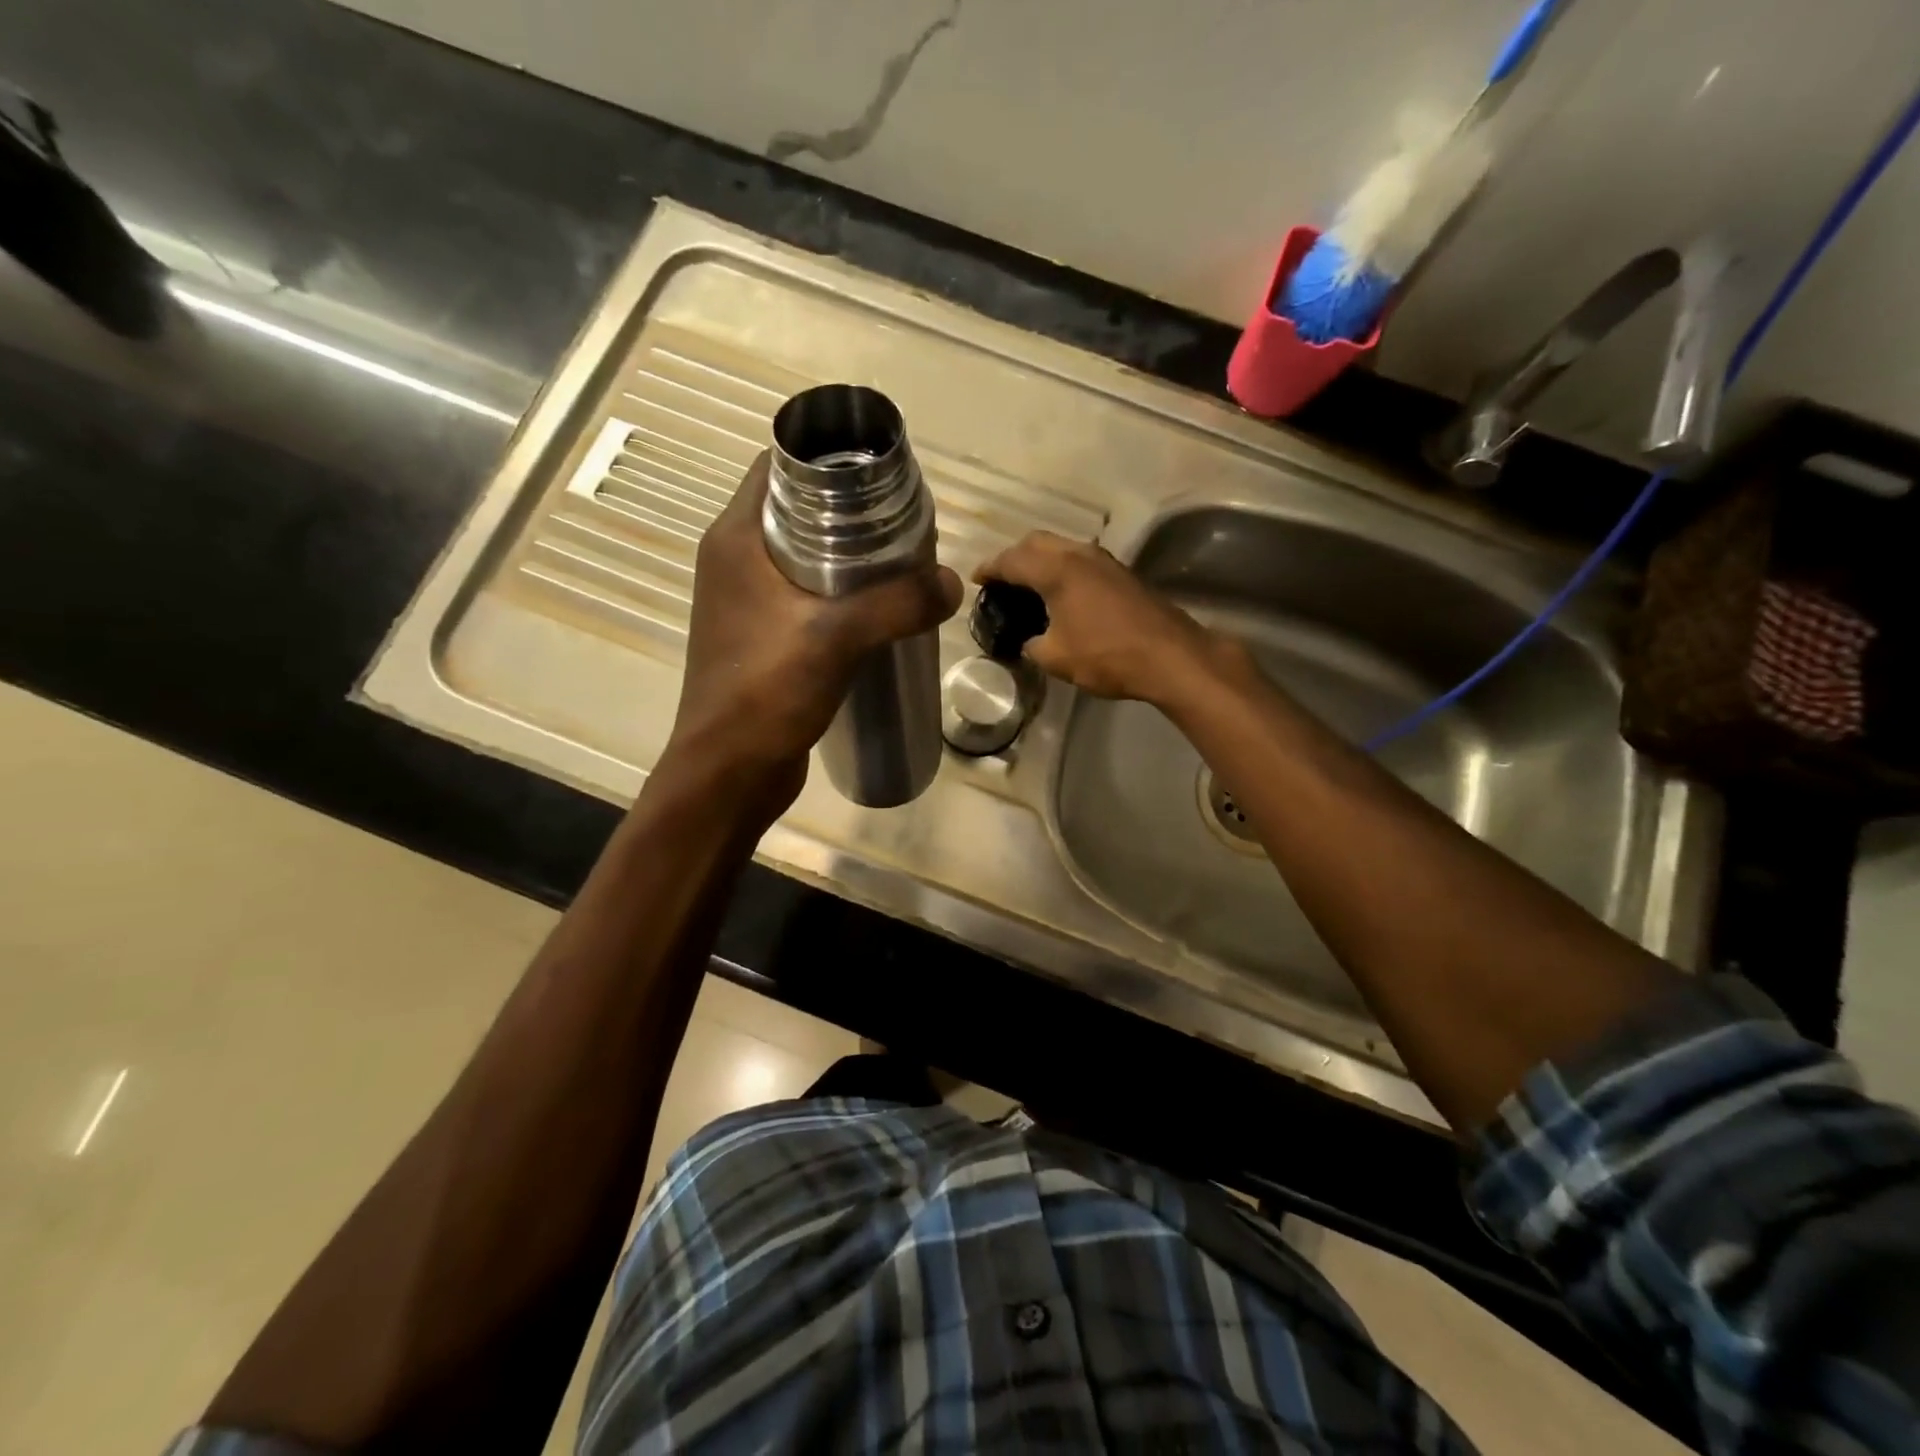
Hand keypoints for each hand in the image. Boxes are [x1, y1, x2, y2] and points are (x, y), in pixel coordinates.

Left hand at [665, 453, 962, 807]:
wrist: (729, 771)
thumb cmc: (767, 692)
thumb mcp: (837, 637)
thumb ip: (898, 603)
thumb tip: (952, 583)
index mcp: (736, 540)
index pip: (778, 468)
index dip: (828, 458)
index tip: (881, 472)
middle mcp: (735, 562)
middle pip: (797, 511)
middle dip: (850, 509)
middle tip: (904, 521)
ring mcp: (747, 603)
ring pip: (804, 557)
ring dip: (848, 556)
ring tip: (901, 563)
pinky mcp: (763, 638)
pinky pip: (806, 597)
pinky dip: (840, 594)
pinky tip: (879, 611)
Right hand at [975, 531, 1240, 706]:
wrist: (1171, 656)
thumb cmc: (1106, 655)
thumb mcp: (1055, 658)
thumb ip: (1032, 645)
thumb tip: (1029, 642)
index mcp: (1057, 570)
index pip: (1012, 560)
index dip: (990, 568)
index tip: (977, 579)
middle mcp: (1079, 555)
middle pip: (1037, 542)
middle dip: (1014, 556)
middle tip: (1001, 579)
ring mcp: (1105, 561)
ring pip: (1062, 547)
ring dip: (1041, 560)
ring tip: (1028, 585)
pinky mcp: (1122, 574)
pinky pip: (1080, 561)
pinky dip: (1062, 569)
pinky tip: (1061, 593)